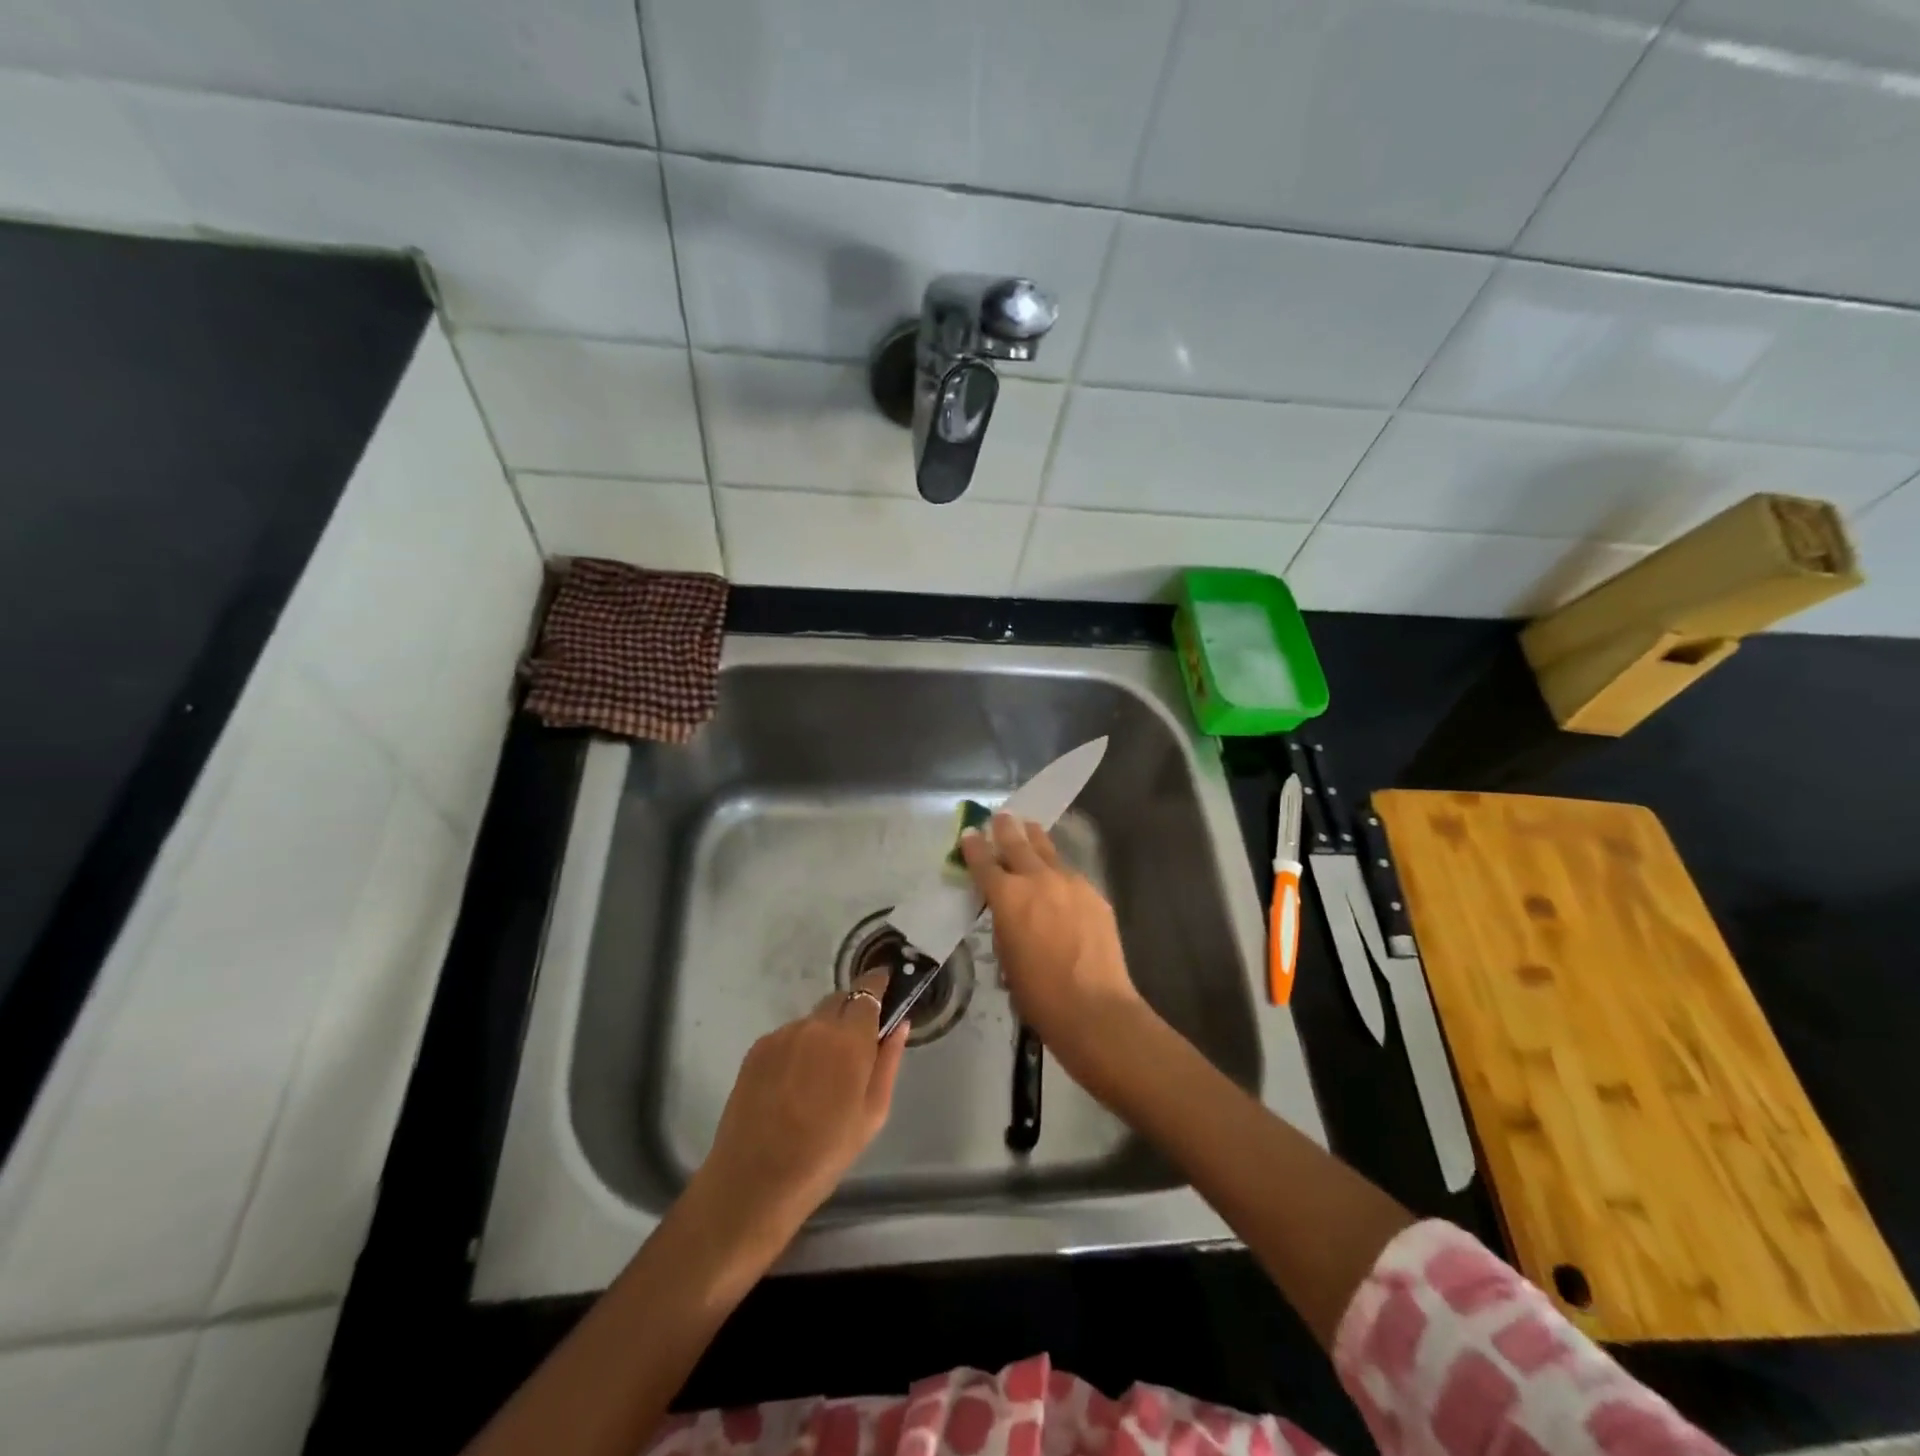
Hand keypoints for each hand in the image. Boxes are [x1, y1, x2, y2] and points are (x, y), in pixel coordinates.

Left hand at [694, 969, 907, 1239]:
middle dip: (852, 1013)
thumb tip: (899, 1024)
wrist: (754, 1182)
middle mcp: (815, 1025)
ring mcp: (782, 1035)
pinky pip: (789, 1036)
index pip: (868, 990)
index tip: (887, 984)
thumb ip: (888, 1061)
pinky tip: (793, 1085)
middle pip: (840, 1000)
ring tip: (820, 1078)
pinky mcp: (757, 1048)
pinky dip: (799, 1048)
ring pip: (814, 1020)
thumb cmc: (825, 1154)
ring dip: (824, 1034)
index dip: (878, 984)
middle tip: (855, 1048)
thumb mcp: (873, 1114)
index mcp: (849, 1039)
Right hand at [960, 814, 1149, 1090]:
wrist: (1094, 1008)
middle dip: (1006, 828)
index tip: (969, 834)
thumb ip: (1004, 924)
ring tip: (1030, 828)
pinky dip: (1059, 872)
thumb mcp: (1006, 957)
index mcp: (1007, 896)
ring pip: (1048, 851)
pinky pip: (1071, 875)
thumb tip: (1009, 912)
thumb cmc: (1038, 994)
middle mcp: (1037, 879)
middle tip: (1001, 815)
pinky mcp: (1094, 894)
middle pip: (1017, 843)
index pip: (984, 862)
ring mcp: (1070, 882)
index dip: (973, 847)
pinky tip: (1059, 879)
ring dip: (1035, 839)